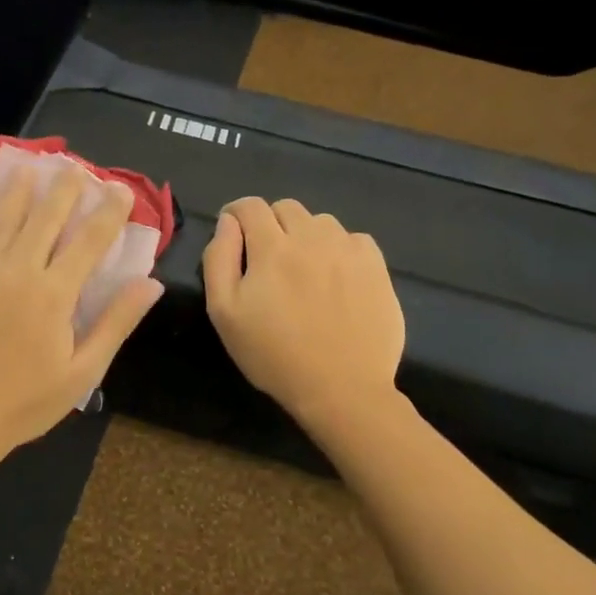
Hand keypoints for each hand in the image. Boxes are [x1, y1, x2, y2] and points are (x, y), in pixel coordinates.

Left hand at [0, 166, 163, 457]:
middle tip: (79, 168)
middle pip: (46, 217)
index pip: (89, 240)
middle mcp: (18, 270)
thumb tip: (150, 283)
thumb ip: (116, 323)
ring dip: (23, 186)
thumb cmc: (25, 401)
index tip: (122, 190)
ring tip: (34, 163)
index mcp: (54, 294)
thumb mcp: (82, 372)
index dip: (109, 212)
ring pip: (6, 216)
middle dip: (66, 189)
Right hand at [202, 198, 403, 425]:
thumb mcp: (224, 312)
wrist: (342, 388)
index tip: (233, 233)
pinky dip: (338, 249)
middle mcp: (312, 237)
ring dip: (305, 235)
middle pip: (286, 207)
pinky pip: (353, 239)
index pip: (250, 206)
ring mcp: (348, 250)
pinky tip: (335, 279)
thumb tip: (227, 223)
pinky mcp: (376, 266)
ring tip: (303, 270)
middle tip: (267, 259)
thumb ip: (219, 259)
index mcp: (272, 248)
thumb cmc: (273, 355)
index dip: (235, 213)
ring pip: (320, 221)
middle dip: (270, 223)